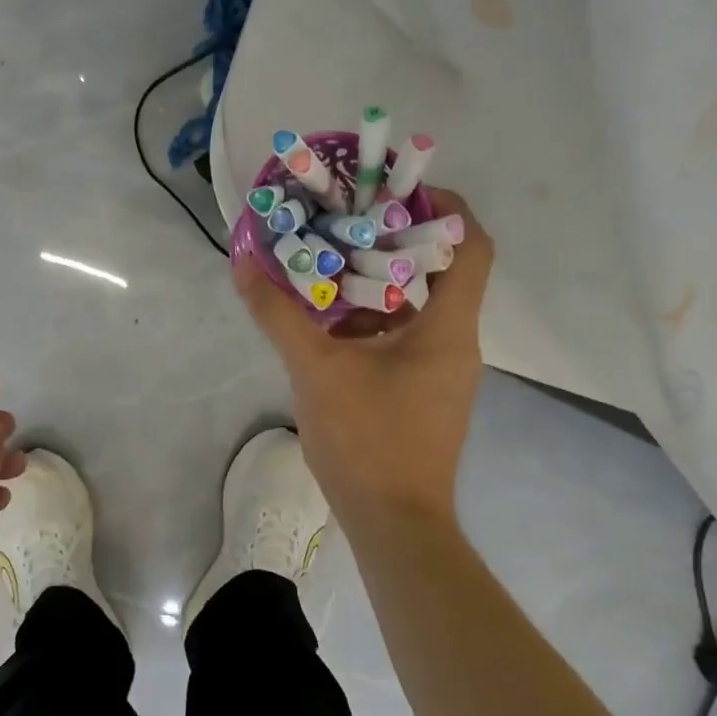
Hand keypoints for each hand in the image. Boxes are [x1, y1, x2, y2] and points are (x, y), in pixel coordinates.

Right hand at [235, 187, 492, 522]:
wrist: (394, 525)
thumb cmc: (368, 440)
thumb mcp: (315, 369)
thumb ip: (278, 313)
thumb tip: (244, 263)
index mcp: (447, 327)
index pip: (472, 246)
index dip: (444, 207)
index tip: (395, 190)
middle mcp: (456, 340)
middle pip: (441, 268)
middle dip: (396, 237)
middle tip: (348, 218)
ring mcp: (442, 368)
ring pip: (420, 302)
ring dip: (380, 277)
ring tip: (332, 257)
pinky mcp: (424, 389)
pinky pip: (406, 332)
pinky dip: (374, 313)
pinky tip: (330, 314)